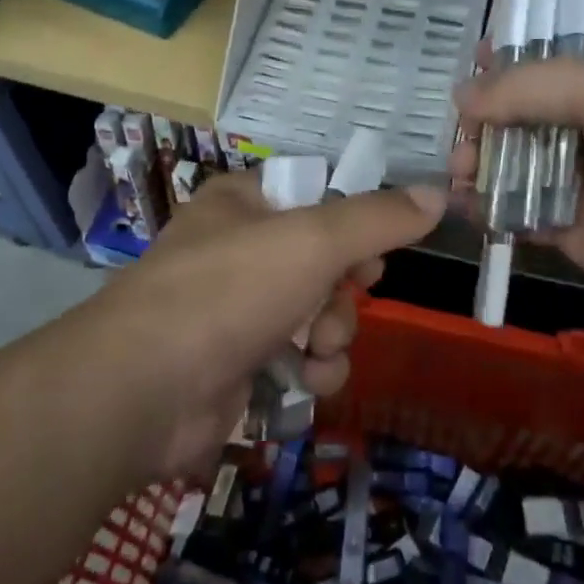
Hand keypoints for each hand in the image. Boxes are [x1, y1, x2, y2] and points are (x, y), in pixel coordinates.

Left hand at [85, 170, 445, 479]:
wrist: (144, 390)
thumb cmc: (230, 291)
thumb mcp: (314, 240)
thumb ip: (379, 219)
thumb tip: (439, 193)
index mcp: (243, 203)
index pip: (317, 199)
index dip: (354, 225)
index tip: (374, 252)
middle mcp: (237, 250)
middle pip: (324, 262)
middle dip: (344, 292)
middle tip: (343, 302)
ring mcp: (234, 311)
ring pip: (317, 315)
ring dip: (333, 335)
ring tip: (318, 348)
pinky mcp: (236, 366)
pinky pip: (297, 360)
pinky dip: (311, 371)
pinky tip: (307, 382)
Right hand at [452, 51, 583, 332]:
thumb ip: (529, 87)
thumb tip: (463, 95)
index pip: (540, 67)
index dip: (501, 66)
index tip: (465, 71)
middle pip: (518, 119)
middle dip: (483, 124)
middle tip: (463, 142)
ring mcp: (580, 184)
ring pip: (513, 168)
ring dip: (480, 166)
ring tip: (460, 173)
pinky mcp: (573, 233)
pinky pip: (520, 216)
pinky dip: (490, 210)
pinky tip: (465, 206)